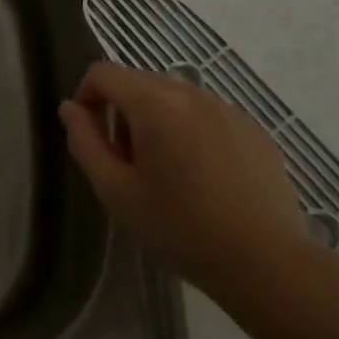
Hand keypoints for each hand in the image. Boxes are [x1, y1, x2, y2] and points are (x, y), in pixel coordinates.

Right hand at [59, 62, 310, 299]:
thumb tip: (70, 108)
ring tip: (165, 172)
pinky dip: (191, 131)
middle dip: (121, 111)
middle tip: (126, 162)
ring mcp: (229, 110)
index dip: (86, 96)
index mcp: (155, 104)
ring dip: (156, 120)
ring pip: (174, 98)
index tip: (90, 135)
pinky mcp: (255, 130)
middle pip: (138, 82)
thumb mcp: (116, 191)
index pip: (103, 73)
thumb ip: (85, 142)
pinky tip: (202, 178)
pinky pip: (207, 115)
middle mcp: (192, 93)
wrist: (268, 265)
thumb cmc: (181, 229)